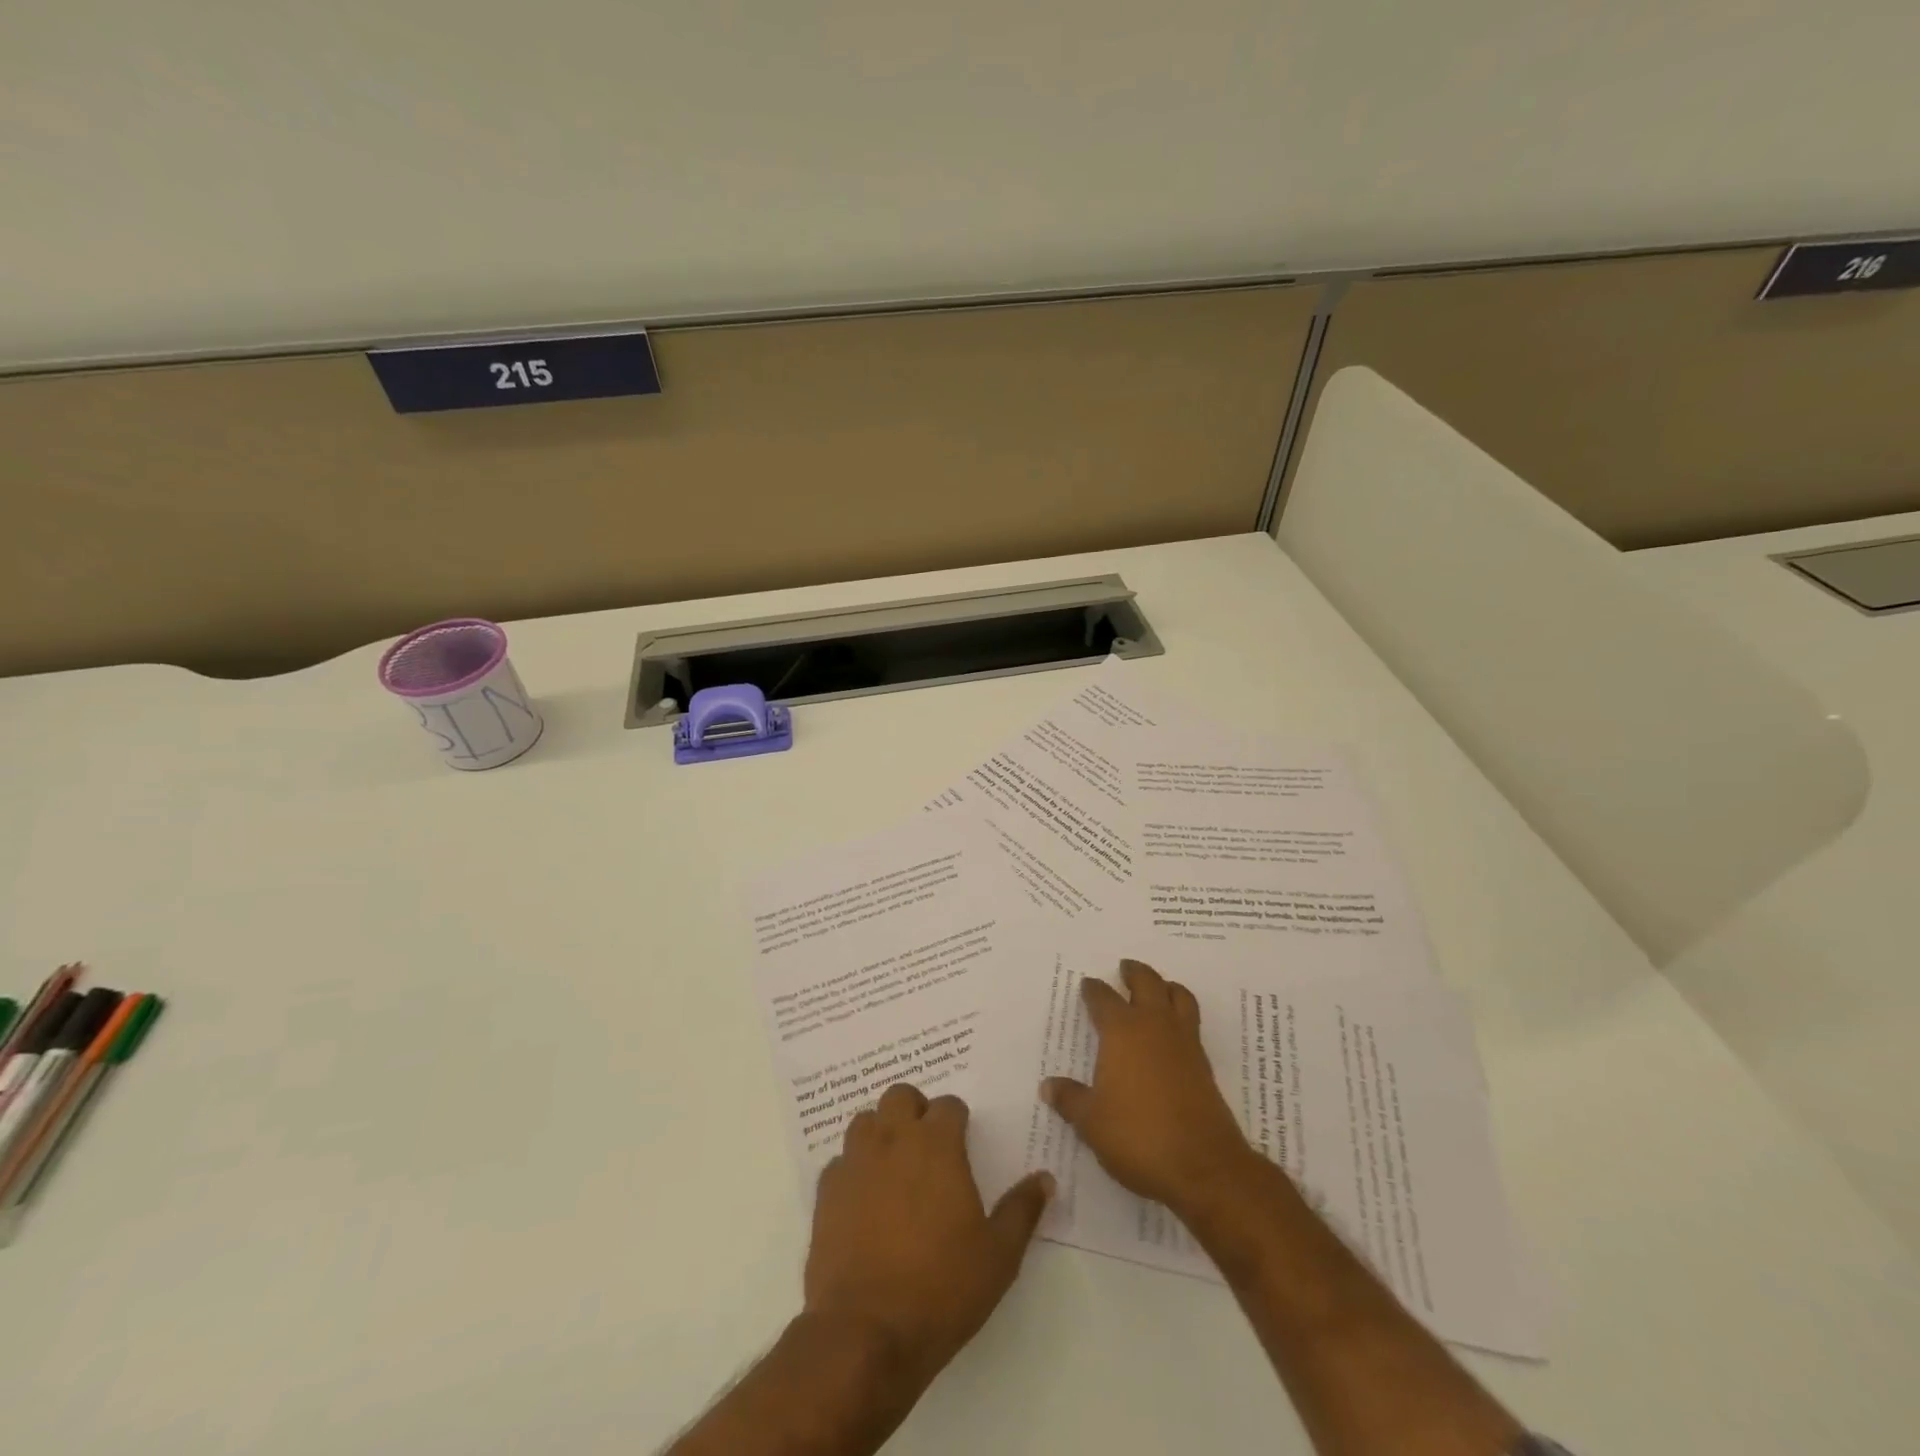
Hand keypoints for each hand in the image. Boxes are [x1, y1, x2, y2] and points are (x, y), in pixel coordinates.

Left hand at [805, 1083, 1053, 1391]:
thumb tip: (1045, 1179)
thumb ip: (1022, 1210)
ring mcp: (855, 1163)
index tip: (963, 1142)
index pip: (948, 1104)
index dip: (957, 1119)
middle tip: (927, 1145)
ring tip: (894, 1165)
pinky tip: (864, 1199)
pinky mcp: (826, 1193)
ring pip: (865, 1121)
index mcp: (937, 1145)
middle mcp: (893, 1140)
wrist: (866, 1333)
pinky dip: (853, 1169)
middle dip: (915, 1110)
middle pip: (900, 1096)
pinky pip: (840, 1161)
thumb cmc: (941, 1289)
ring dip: (881, 1132)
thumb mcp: (999, 1256)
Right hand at [1041, 959, 1258, 1217]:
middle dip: (1134, 973)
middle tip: (1125, 968)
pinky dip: (1181, 1015)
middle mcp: (1154, 1027)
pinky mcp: (1204, 1065)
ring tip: (1158, 988)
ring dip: (1166, 987)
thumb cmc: (1138, 1136)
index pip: (1104, 999)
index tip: (1088, 985)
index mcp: (1122, 1031)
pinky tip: (1172, 1033)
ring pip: (1179, 997)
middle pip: (1147, 983)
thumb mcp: (1091, 1121)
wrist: (1203, 1166)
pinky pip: (1192, 1023)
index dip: (1094, 990)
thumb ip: (1070, 1099)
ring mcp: (1184, 1043)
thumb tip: (1048, 1086)